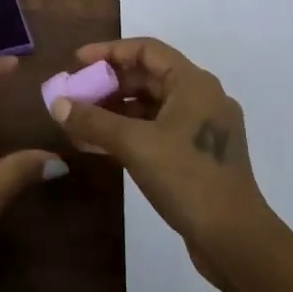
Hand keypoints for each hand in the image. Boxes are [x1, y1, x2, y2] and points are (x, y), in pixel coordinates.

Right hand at [51, 38, 273, 270]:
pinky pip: (158, 129)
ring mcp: (203, 128)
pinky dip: (130, 132)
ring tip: (80, 123)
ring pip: (152, 106)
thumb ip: (93, 121)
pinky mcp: (199, 155)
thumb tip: (57, 103)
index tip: (77, 62)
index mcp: (193, 83)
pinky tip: (102, 145)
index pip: (146, 50)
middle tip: (75, 95)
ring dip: (115, 111)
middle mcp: (201, 98)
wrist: (235, 241)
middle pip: (148, 77)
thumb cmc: (187, 179)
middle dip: (108, 84)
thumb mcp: (135, 145)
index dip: (109, 52)